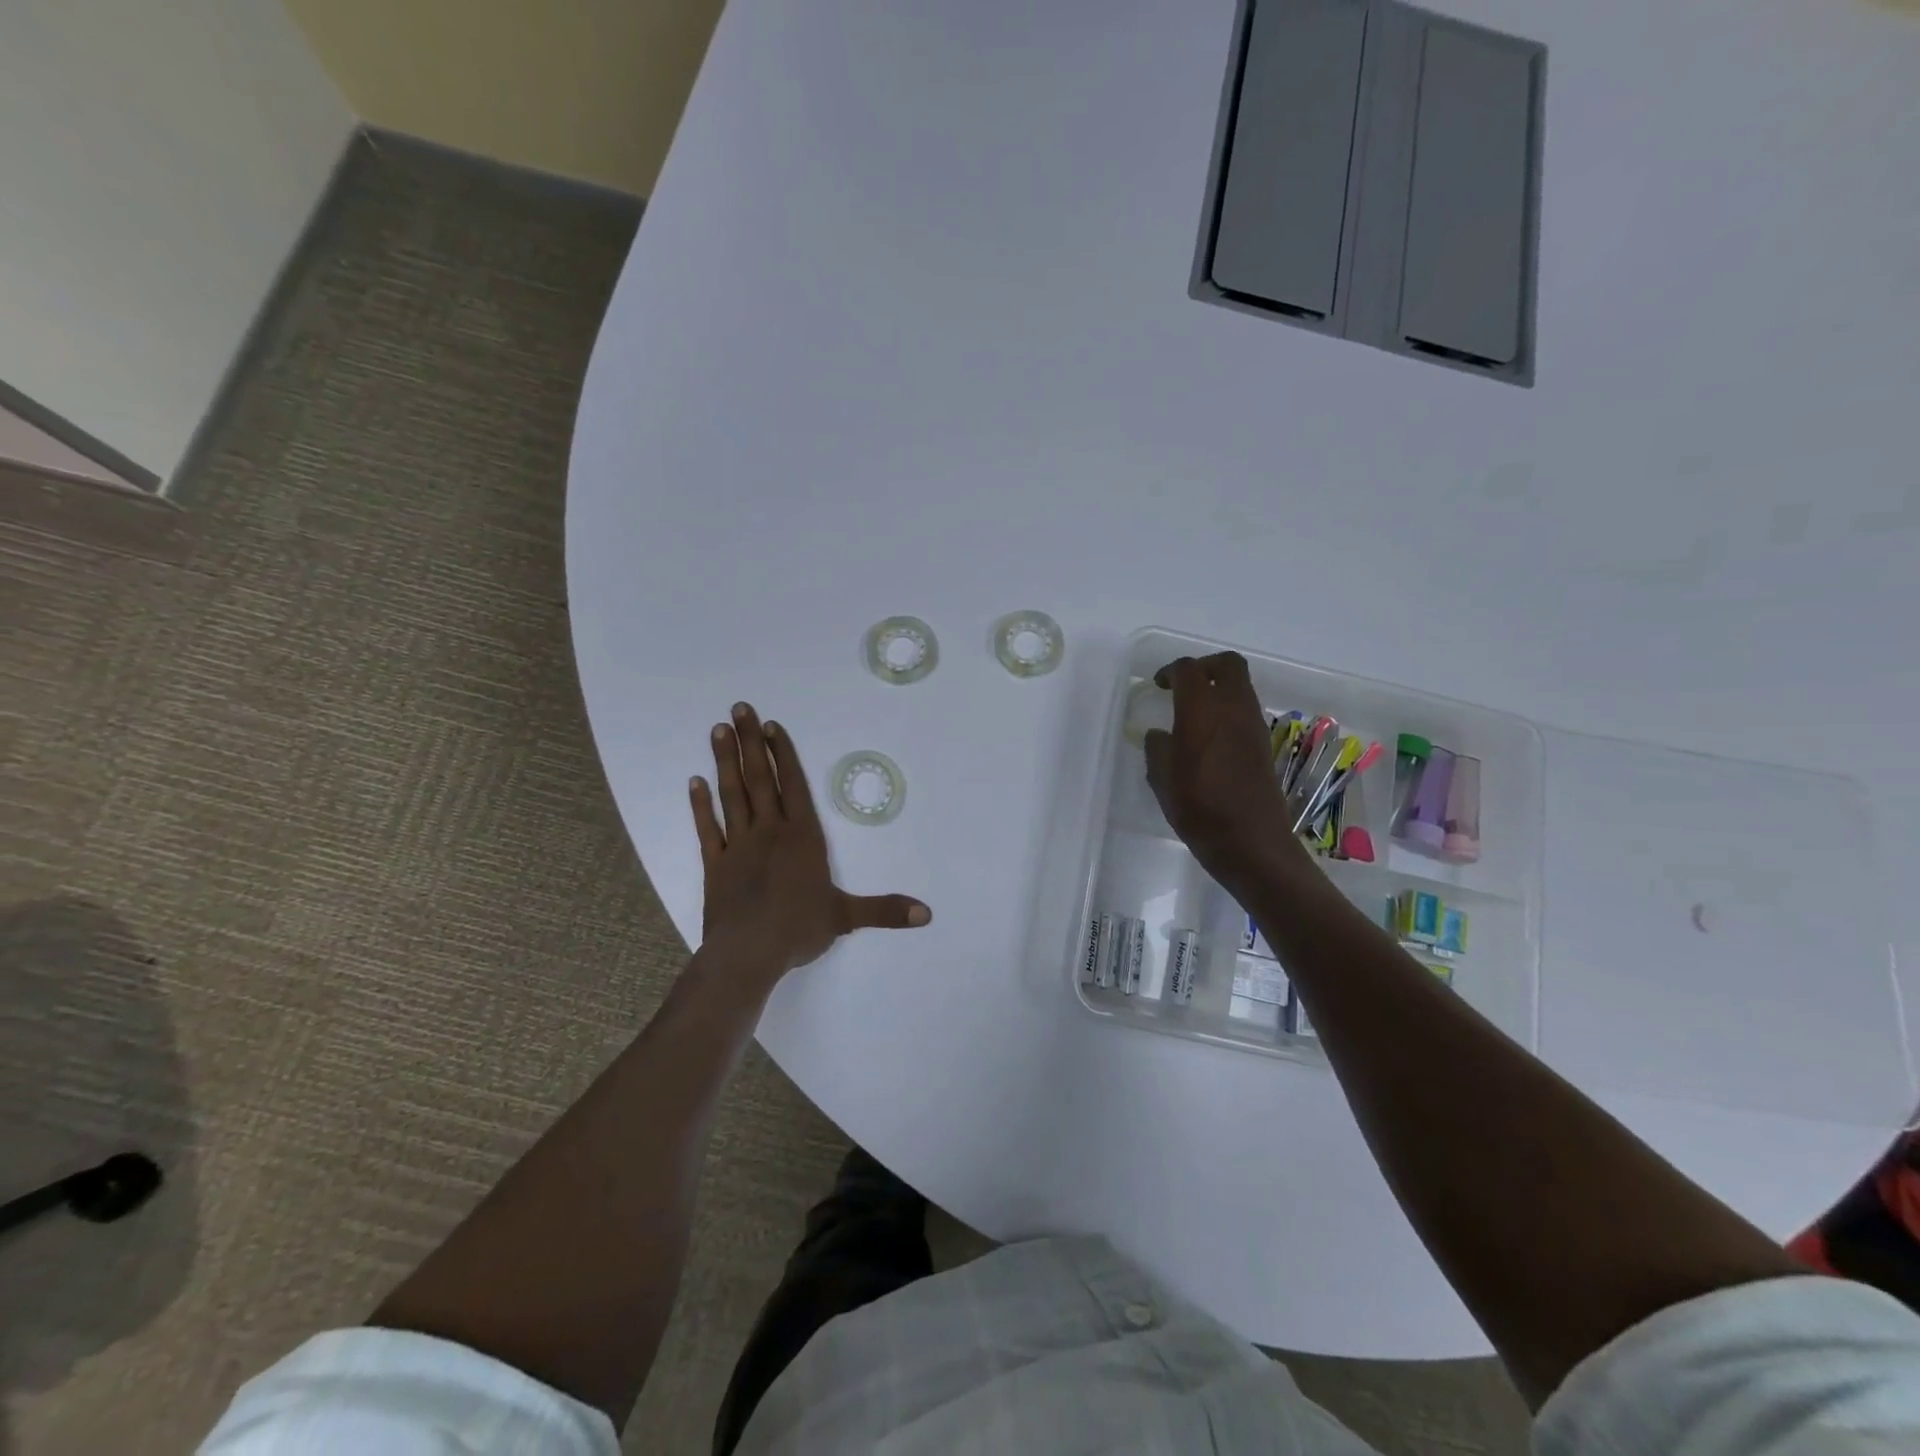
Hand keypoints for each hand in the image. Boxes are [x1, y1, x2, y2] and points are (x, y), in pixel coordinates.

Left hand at [690, 703, 930, 984]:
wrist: (748, 954)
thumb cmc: (799, 929)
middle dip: (751, 742)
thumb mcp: (846, 917)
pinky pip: (708, 828)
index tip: (771, 726)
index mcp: (802, 837)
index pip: (793, 786)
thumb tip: (927, 915)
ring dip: (725, 761)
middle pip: (760, 779)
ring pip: (732, 794)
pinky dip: (701, 805)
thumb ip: (885, 910)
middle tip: (740, 708)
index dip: (783, 754)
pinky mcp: (716, 864)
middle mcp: (770, 832)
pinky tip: (695, 783)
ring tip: (719, 729)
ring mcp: (739, 845)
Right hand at [1143, 654, 1305, 892]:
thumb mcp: (1162, 779)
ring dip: (1219, 688)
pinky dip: (1229, 711)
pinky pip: (1246, 710)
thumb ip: (1158, 748)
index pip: (1188, 670)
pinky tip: (1210, 738)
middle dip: (1204, 667)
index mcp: (1202, 710)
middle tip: (1184, 685)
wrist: (1251, 842)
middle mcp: (1233, 708)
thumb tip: (1160, 734)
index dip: (1170, 671)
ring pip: (1241, 686)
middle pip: (1227, 664)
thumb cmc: (1199, 808)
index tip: (1159, 685)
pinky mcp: (1264, 744)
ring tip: (1195, 713)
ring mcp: (1254, 725)